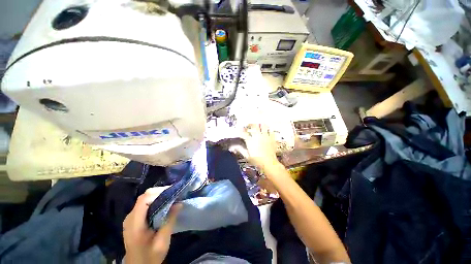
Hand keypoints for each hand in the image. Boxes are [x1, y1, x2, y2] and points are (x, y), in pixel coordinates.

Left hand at [123, 187, 181, 263]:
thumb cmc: (150, 256)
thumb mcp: (162, 241)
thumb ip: (169, 221)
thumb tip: (179, 203)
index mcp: (135, 223)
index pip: (144, 199)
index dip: (159, 192)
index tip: (173, 193)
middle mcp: (130, 217)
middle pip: (144, 197)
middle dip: (160, 192)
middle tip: (174, 195)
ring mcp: (130, 218)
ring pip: (144, 199)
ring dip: (158, 196)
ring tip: (171, 198)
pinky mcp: (133, 220)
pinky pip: (144, 205)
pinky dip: (155, 201)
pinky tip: (163, 205)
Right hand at [239, 124, 279, 169]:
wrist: (269, 163)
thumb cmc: (257, 161)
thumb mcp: (247, 156)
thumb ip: (241, 150)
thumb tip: (235, 146)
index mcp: (250, 141)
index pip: (244, 133)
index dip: (241, 130)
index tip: (240, 128)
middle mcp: (257, 136)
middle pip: (254, 126)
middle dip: (251, 124)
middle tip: (250, 125)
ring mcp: (265, 136)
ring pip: (263, 126)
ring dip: (261, 124)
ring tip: (259, 125)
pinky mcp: (272, 138)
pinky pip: (271, 131)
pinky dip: (269, 129)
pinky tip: (268, 130)